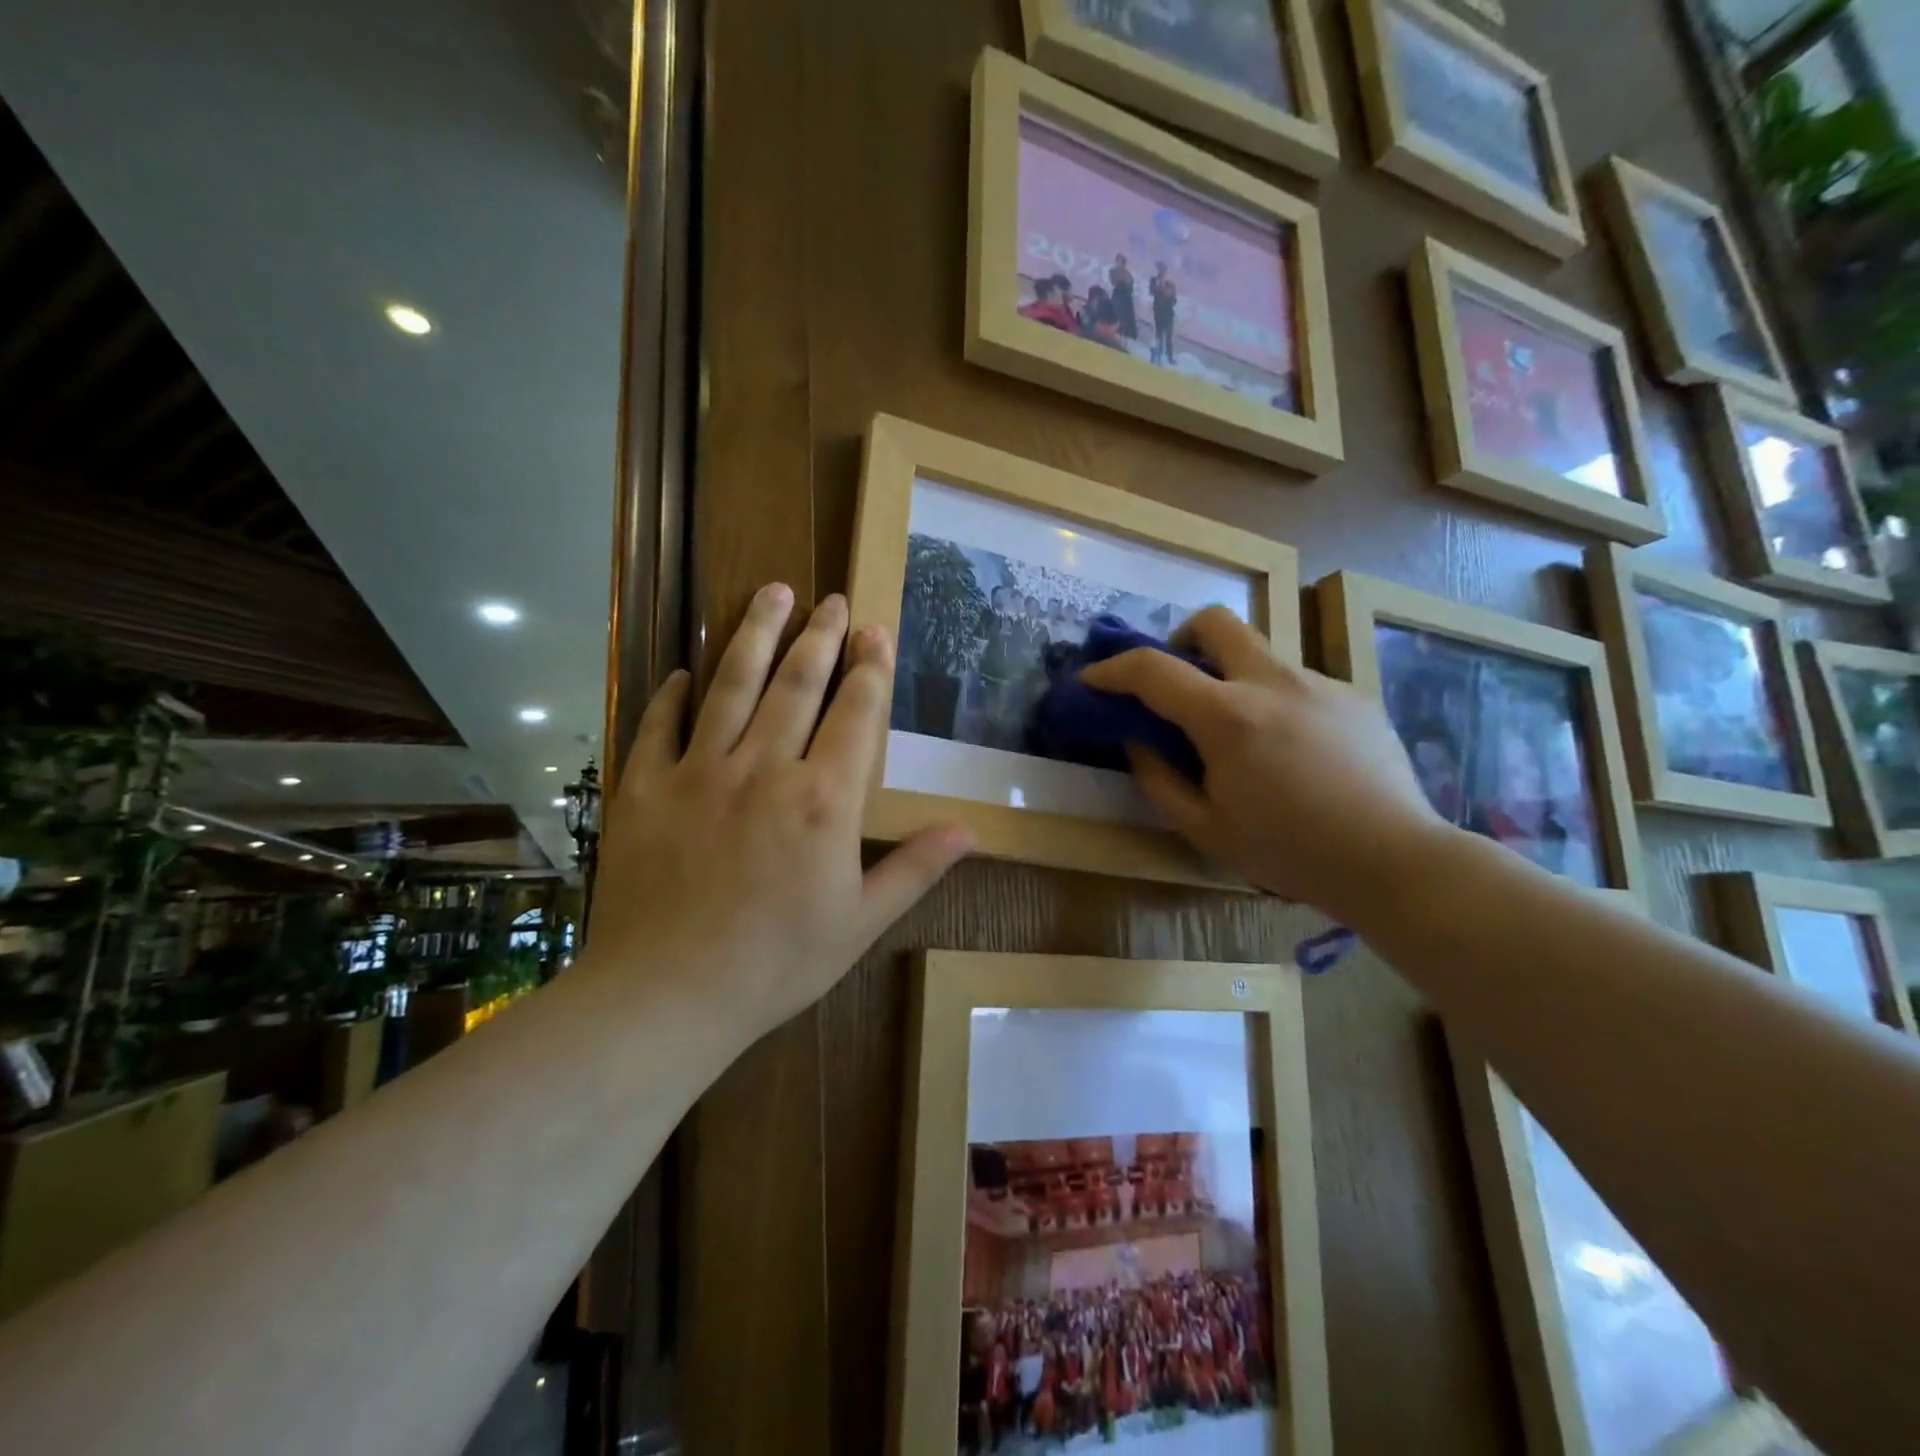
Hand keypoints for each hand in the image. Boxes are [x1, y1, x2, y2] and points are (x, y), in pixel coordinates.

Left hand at [586, 584, 971, 1049]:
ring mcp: (698, 773)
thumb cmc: (777, 963)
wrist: (668, 995)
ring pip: (731, 687)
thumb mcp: (860, 923)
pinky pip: (659, 727)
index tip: (874, 630)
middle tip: (828, 599)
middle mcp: (764, 769)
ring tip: (770, 593)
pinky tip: (683, 672)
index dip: (869, 668)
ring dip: (754, 636)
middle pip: (796, 684)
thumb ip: (914, 869)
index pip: (854, 714)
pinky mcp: (644, 790)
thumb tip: (970, 831)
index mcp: (823, 800)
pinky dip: (671, 695)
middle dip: (818, 636)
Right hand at [1079, 608, 1446, 921]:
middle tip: (1177, 681)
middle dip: (1181, 638)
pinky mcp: (1353, 696)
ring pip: (1260, 653)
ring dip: (1232, 676)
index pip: (1152, 669)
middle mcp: (1272, 683)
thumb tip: (1137, 742)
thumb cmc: (1289, 852)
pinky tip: (1292, 752)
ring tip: (1241, 733)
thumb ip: (1158, 779)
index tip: (1091, 680)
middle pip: (1216, 622)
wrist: (1394, 860)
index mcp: (1228, 717)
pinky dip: (1273, 701)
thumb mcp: (1205, 828)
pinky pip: (1296, 683)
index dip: (1111, 670)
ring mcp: (1319, 683)